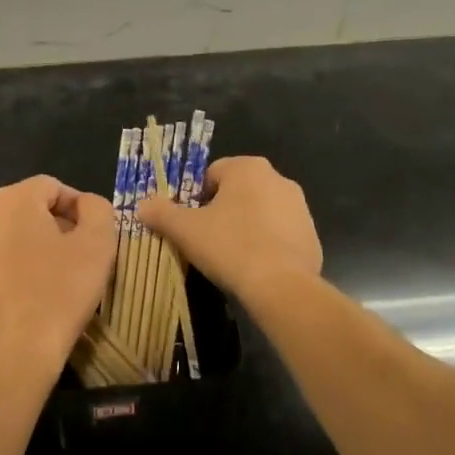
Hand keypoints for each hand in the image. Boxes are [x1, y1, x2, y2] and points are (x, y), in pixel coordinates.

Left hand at [0, 175, 116, 373]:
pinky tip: (26, 299)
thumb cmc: (59, 294)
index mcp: (13, 201)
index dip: (77, 205)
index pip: (50, 186)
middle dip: (53, 225)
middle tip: (77, 256)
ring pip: (6, 237)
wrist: (12, 358)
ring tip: (53, 278)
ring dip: (30, 248)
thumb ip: (97, 210)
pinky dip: (9, 272)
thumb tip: (86, 204)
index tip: (93, 234)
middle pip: (25, 209)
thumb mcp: (98, 246)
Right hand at [139, 156, 321, 300]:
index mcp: (248, 168)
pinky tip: (256, 268)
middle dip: (223, 211)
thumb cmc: (229, 246)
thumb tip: (142, 205)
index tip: (191, 223)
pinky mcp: (312, 236)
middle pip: (238, 191)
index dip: (196, 198)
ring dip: (247, 227)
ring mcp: (300, 208)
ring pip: (262, 212)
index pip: (212, 174)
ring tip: (232, 256)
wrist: (281, 286)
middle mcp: (279, 179)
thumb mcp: (185, 229)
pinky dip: (268, 245)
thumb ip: (161, 212)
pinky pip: (281, 235)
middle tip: (208, 239)